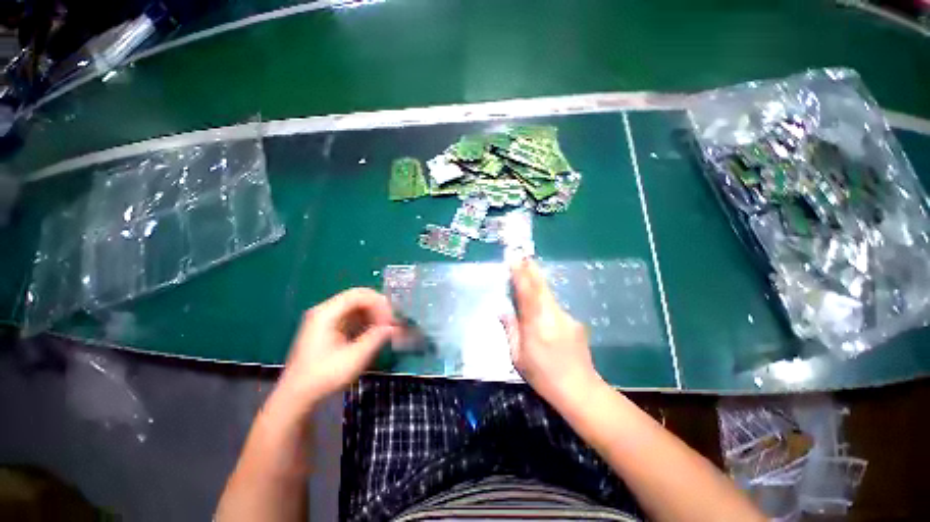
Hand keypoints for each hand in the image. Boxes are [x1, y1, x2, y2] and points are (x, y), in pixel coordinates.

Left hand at [277, 288, 397, 409]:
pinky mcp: (327, 328)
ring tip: (384, 328)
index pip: (359, 295)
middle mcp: (324, 311)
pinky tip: (373, 333)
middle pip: (357, 298)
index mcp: (327, 313)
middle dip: (377, 308)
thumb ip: (376, 338)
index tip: (390, 320)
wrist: (296, 397)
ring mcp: (324, 319)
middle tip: (390, 322)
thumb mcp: (355, 358)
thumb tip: (393, 327)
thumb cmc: (324, 376)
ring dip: (372, 314)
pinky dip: (364, 321)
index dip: (379, 303)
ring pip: (355, 306)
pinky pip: (350, 316)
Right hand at [503, 259, 600, 404]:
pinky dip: (546, 298)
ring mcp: (566, 317)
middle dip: (531, 269)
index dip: (520, 275)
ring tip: (529, 268)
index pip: (526, 294)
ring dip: (538, 280)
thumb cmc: (543, 376)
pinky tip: (542, 301)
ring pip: (549, 294)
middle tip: (523, 255)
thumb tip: (502, 310)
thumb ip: (510, 330)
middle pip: (541, 287)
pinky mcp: (575, 321)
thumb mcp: (518, 357)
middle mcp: (553, 316)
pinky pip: (555, 304)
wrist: (579, 389)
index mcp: (536, 325)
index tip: (514, 260)